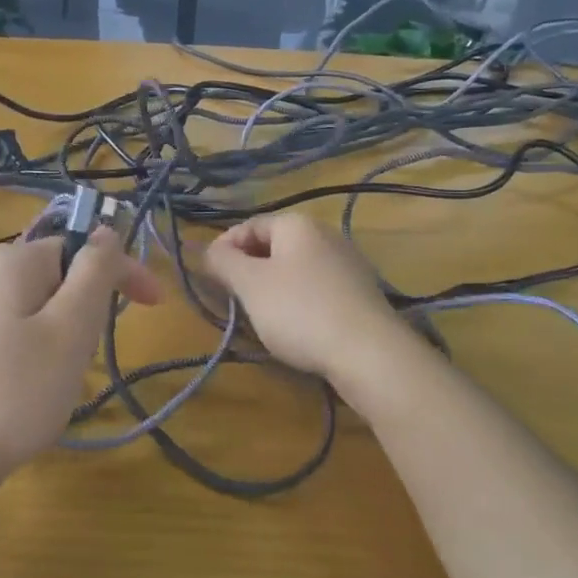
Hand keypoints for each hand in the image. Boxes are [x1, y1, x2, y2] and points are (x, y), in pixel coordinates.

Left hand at [0, 228, 161, 493]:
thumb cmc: (16, 389)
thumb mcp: (70, 327)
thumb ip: (94, 271)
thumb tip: (106, 230)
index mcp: (14, 259)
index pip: (83, 247)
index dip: (124, 272)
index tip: (156, 305)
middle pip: (62, 277)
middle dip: (88, 311)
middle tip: (87, 357)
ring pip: (43, 308)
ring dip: (67, 336)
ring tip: (59, 380)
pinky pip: (20, 331)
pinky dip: (41, 352)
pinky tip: (34, 389)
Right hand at [203, 213, 418, 394]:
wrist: (369, 353)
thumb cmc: (300, 311)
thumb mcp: (250, 285)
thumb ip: (223, 262)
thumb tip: (208, 249)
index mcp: (297, 224)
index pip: (249, 225)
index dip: (224, 247)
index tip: (210, 277)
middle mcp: (325, 234)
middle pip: (273, 246)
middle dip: (248, 269)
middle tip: (233, 298)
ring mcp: (347, 263)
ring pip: (295, 268)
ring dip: (272, 288)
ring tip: (259, 316)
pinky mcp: (360, 293)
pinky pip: (317, 289)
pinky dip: (298, 302)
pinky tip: (294, 327)